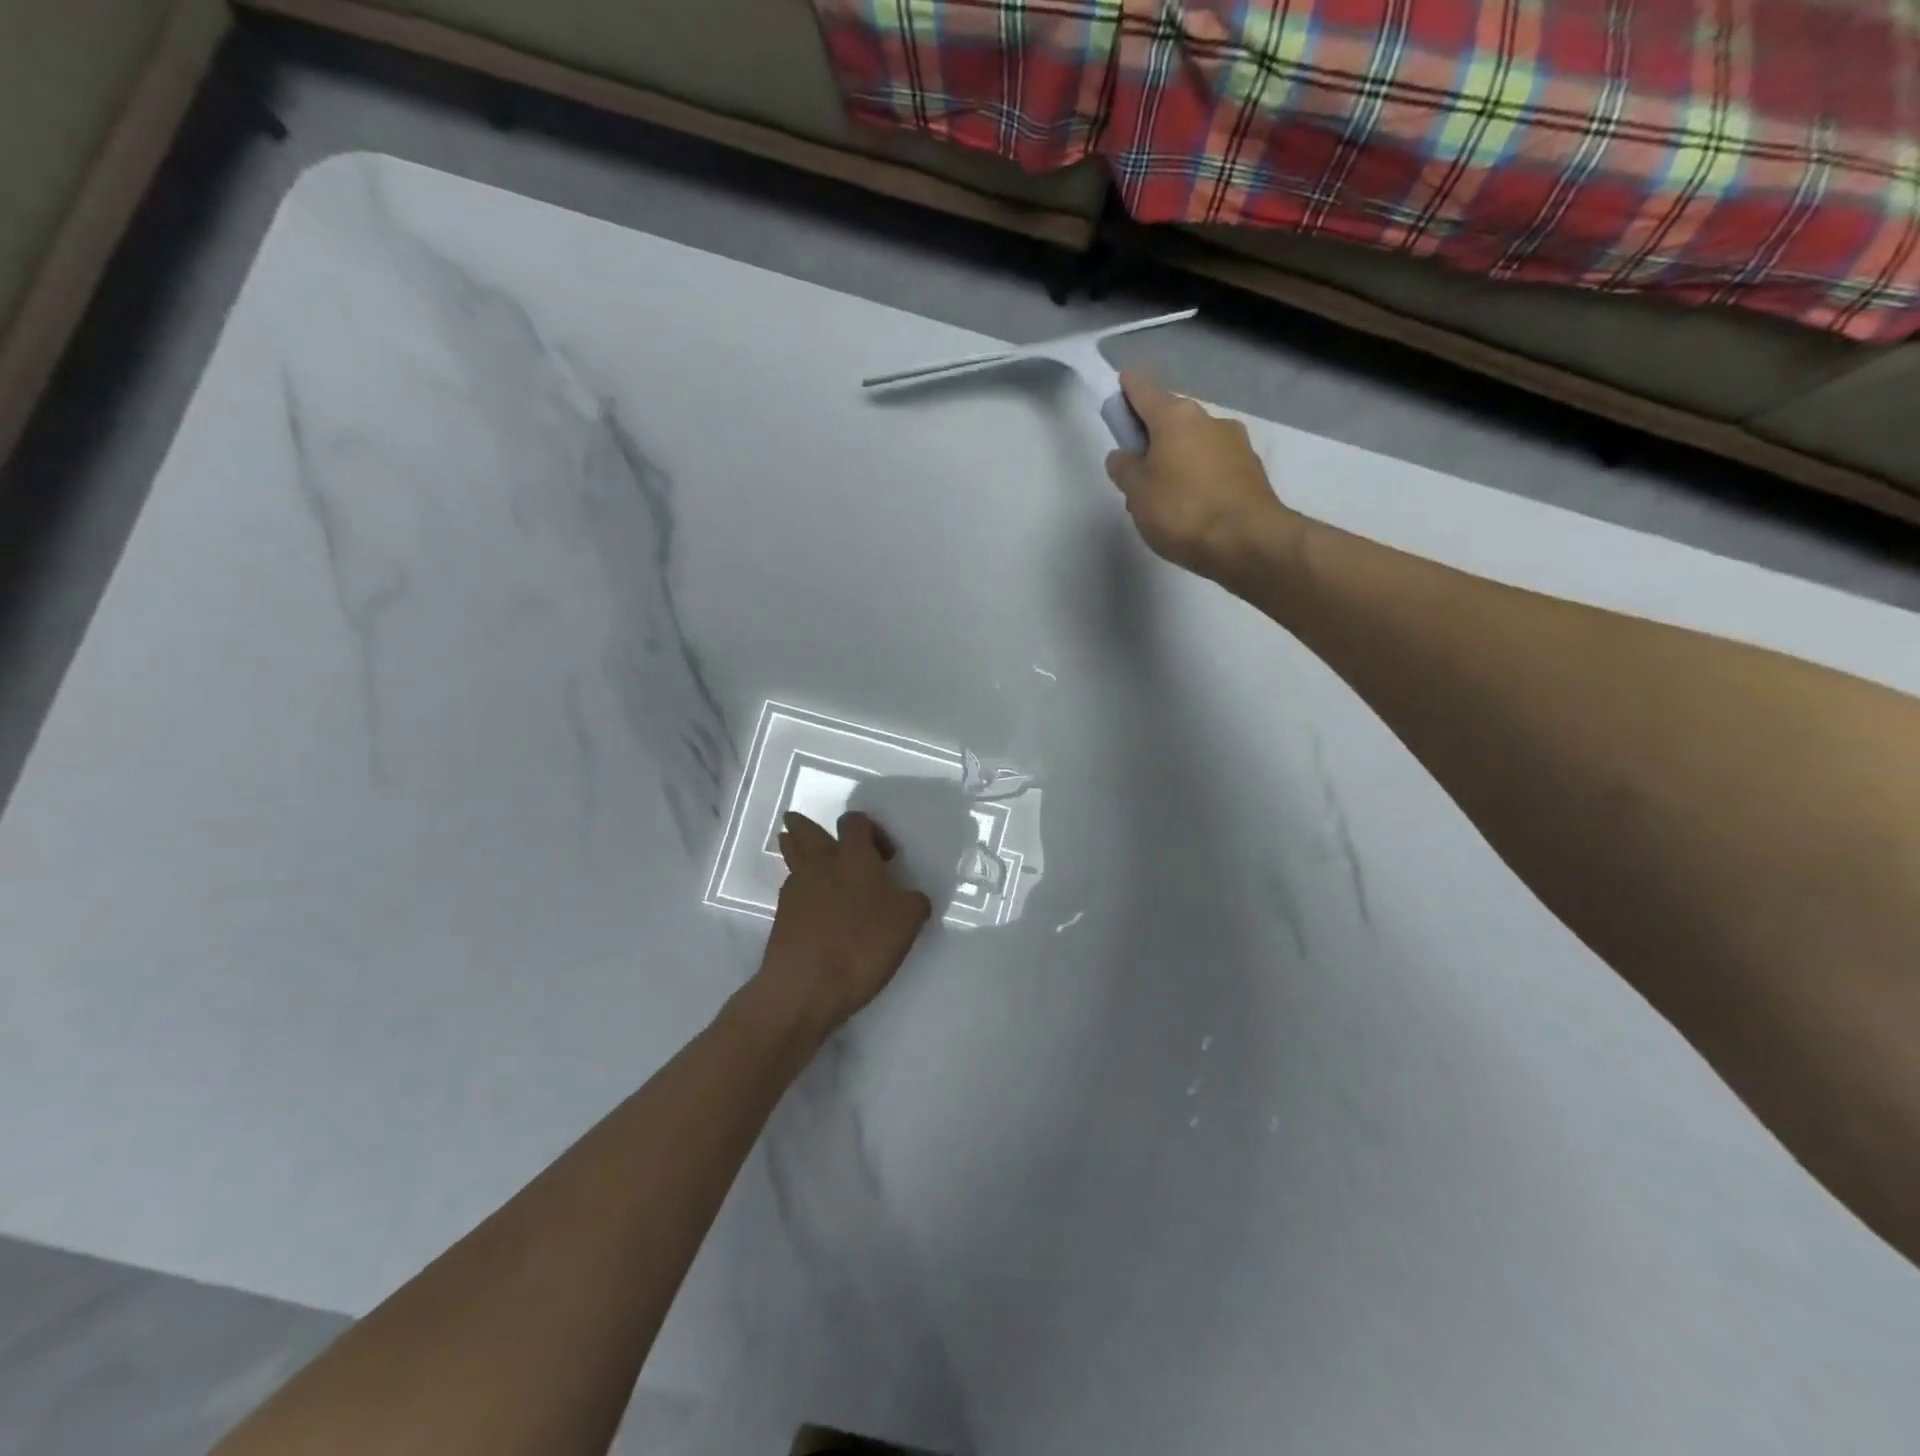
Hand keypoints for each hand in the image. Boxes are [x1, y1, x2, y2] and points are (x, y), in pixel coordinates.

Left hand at [750, 811, 932, 1043]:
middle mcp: (821, 865)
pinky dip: (800, 888)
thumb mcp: (907, 923)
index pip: (855, 822)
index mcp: (854, 858)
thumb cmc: (862, 946)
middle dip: (806, 826)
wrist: (805, 986)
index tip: (885, 857)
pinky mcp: (781, 916)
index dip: (870, 829)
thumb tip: (910, 897)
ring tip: (804, 856)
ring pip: (792, 856)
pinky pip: (791, 889)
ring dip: (796, 850)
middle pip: (805, 831)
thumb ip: (913, 902)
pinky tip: (812, 905)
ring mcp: (796, 889)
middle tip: (812, 829)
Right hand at [1105, 372, 1299, 583]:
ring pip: (1194, 445)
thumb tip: (1123, 455)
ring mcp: (1235, 444)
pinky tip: (1191, 508)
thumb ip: (1125, 469)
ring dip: (1176, 461)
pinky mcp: (1251, 471)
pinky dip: (1198, 478)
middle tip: (1135, 472)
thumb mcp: (1137, 492)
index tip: (1118, 392)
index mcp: (1176, 417)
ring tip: (1164, 500)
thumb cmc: (1182, 510)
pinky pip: (1213, 467)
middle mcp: (1209, 420)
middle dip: (1152, 438)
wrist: (1248, 542)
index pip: (1144, 391)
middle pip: (1171, 420)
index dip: (1127, 391)